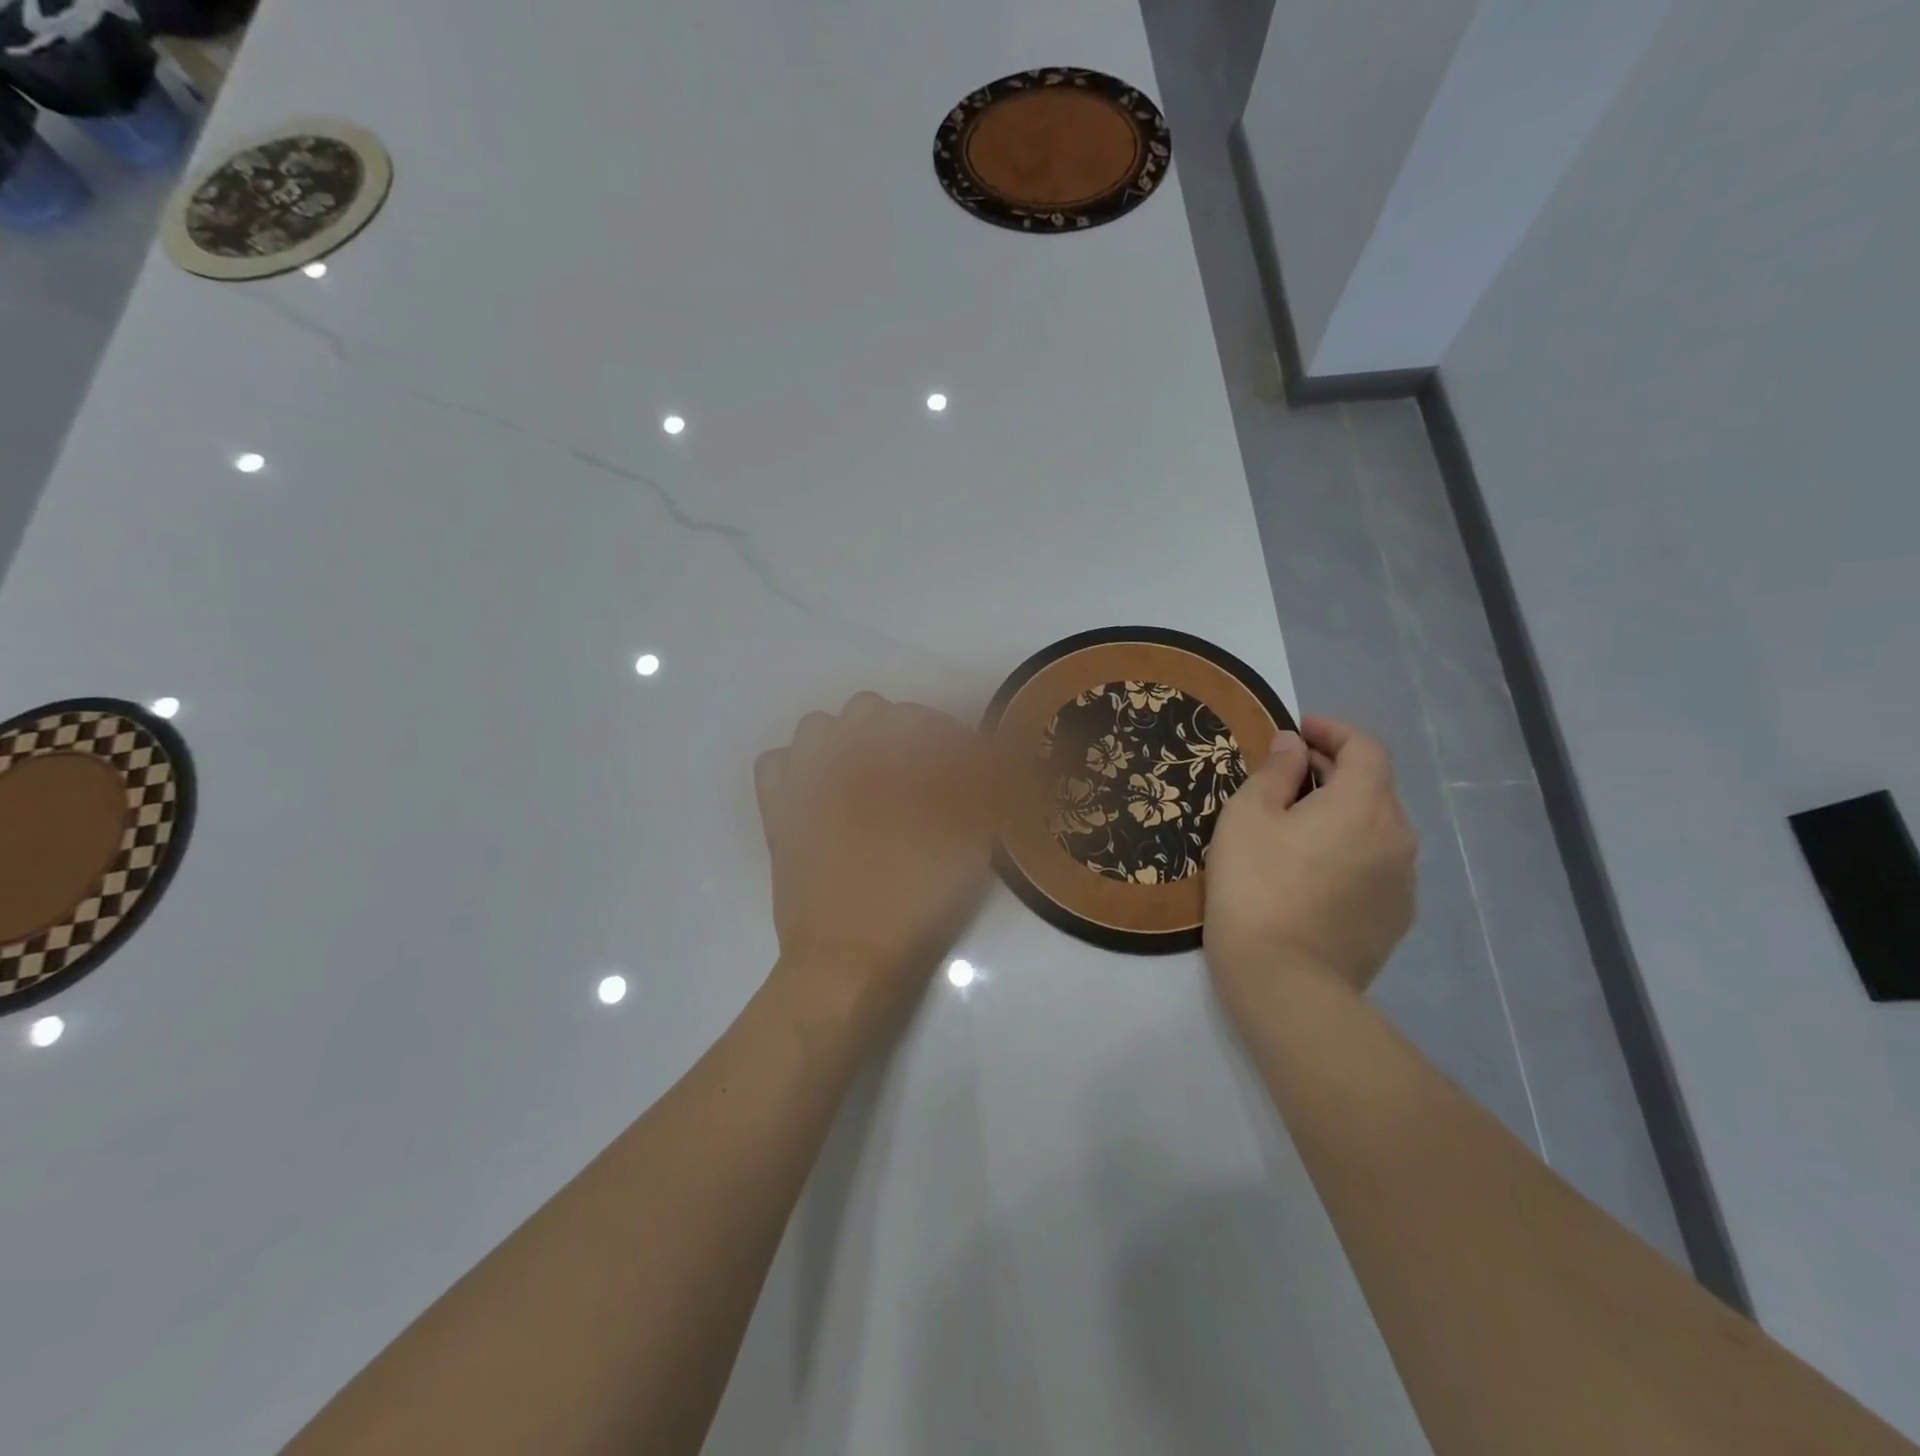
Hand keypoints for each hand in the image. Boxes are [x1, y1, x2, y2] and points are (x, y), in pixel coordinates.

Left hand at [755, 693, 994, 1040]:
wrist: (848, 957)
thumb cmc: (915, 903)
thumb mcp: (967, 846)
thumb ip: (977, 793)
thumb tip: (985, 757)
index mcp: (891, 764)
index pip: (921, 719)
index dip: (947, 731)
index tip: (963, 756)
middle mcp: (842, 758)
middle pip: (869, 709)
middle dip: (898, 728)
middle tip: (919, 768)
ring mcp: (801, 782)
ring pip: (818, 726)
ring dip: (846, 739)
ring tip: (867, 775)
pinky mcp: (776, 811)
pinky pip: (775, 762)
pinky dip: (797, 766)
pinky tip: (819, 791)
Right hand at [1203, 715, 1417, 997]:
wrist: (1284, 981)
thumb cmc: (1256, 886)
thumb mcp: (1248, 816)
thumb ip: (1275, 771)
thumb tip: (1294, 745)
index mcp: (1364, 804)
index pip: (1365, 747)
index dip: (1333, 730)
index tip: (1298, 729)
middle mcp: (1398, 836)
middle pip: (1374, 786)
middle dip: (1334, 770)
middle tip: (1288, 775)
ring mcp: (1403, 882)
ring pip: (1376, 828)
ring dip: (1343, 812)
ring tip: (1298, 825)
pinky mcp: (1395, 918)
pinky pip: (1376, 865)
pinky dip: (1350, 850)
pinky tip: (1313, 871)